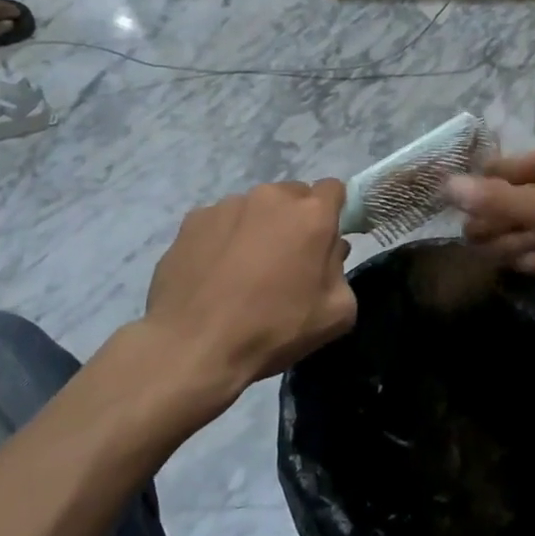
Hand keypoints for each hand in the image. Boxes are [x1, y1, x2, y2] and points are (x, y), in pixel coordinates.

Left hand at [143, 180, 355, 406]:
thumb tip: (331, 249)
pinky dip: (224, 238)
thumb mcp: (335, 313)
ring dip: (258, 228)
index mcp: (311, 214)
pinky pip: (220, 221)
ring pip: (255, 208)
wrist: (194, 347)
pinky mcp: (193, 219)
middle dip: (295, 220)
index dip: (333, 211)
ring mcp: (228, 205)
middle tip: (287, 259)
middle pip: (293, 196)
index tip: (326, 238)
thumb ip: (341, 270)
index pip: (333, 189)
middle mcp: (270, 197)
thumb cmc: (273, 329)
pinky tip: (215, 273)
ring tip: (244, 269)